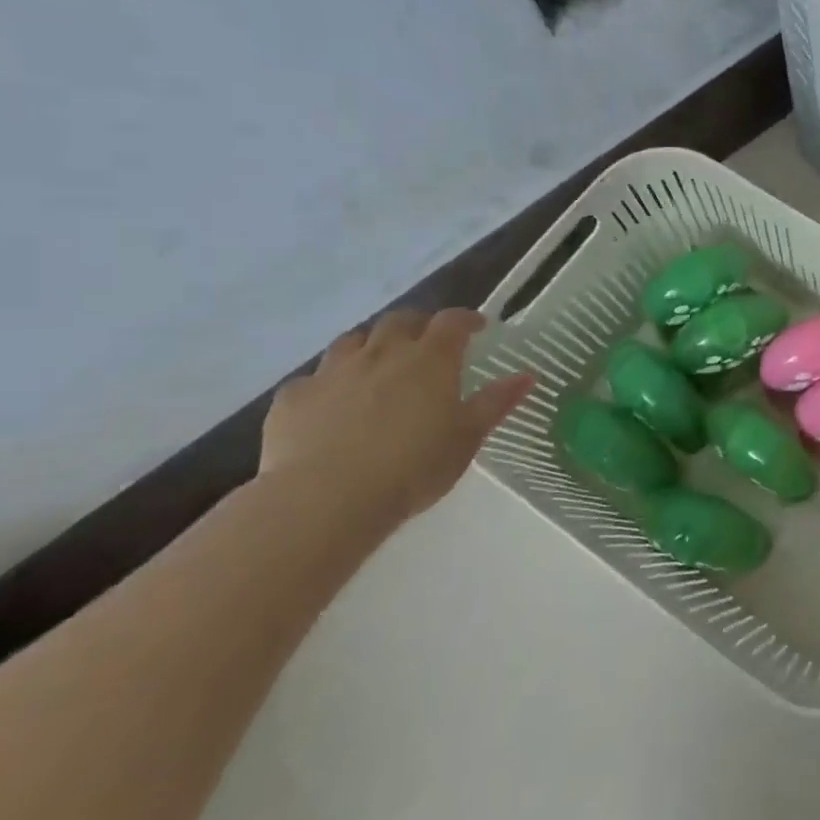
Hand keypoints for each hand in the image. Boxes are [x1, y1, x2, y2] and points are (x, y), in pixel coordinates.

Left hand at [259, 309, 535, 522]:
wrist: (326, 499)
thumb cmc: (413, 467)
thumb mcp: (467, 437)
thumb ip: (496, 402)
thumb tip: (527, 375)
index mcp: (430, 359)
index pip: (452, 321)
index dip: (466, 319)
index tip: (477, 328)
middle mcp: (381, 353)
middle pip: (400, 320)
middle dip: (417, 325)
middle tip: (428, 344)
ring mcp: (332, 372)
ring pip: (353, 341)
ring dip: (370, 345)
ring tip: (378, 366)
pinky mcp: (292, 398)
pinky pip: (312, 379)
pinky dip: (328, 383)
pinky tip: (331, 404)